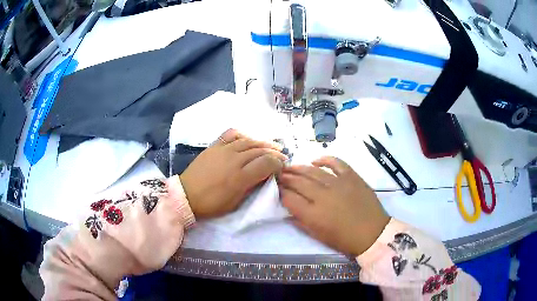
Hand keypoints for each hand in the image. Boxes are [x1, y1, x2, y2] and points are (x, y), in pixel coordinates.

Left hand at [180, 129, 286, 217]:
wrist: (187, 195)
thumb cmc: (212, 203)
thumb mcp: (235, 202)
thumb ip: (252, 186)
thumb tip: (265, 176)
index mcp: (240, 177)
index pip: (267, 163)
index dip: (278, 164)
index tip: (282, 168)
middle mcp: (234, 159)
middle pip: (260, 150)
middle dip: (275, 153)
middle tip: (283, 156)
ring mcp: (223, 150)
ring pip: (249, 141)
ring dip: (264, 142)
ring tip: (273, 146)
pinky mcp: (215, 145)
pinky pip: (232, 134)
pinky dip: (244, 134)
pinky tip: (250, 138)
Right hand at [279, 156, 389, 255]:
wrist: (372, 233)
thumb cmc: (344, 239)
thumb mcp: (319, 236)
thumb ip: (301, 223)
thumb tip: (288, 212)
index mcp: (313, 214)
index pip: (289, 198)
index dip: (280, 192)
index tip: (276, 189)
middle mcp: (323, 196)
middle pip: (298, 182)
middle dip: (286, 178)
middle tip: (279, 174)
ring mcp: (338, 184)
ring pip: (313, 171)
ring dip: (299, 168)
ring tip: (290, 166)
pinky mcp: (352, 177)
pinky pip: (336, 163)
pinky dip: (325, 159)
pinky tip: (315, 160)